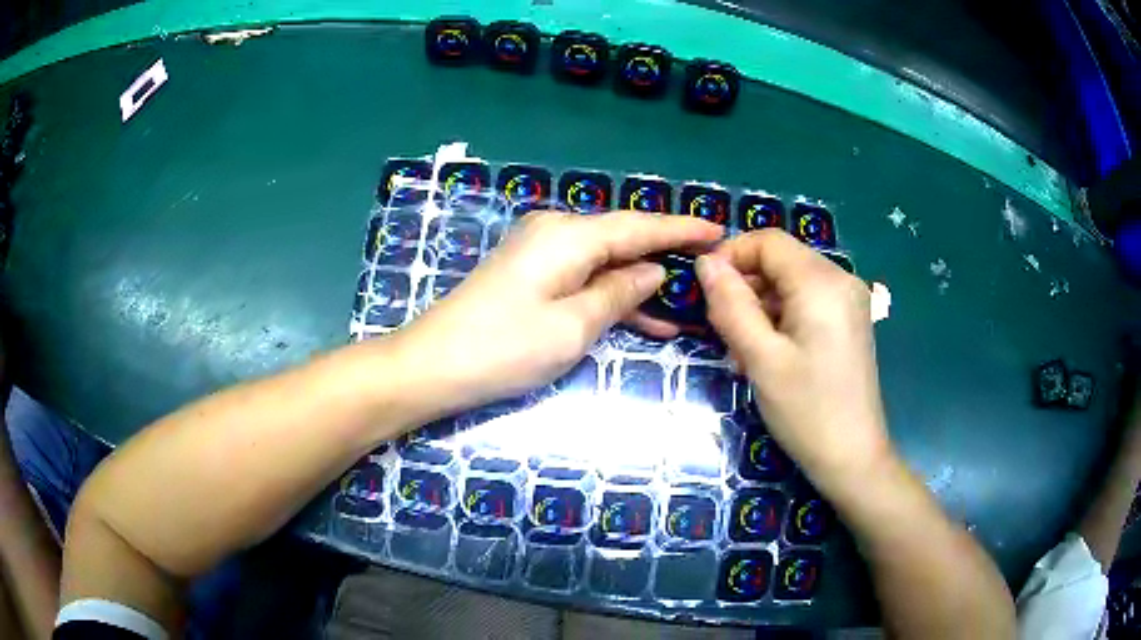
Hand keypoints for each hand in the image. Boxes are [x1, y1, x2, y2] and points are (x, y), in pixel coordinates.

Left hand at [397, 210, 722, 413]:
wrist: (433, 366)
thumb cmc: (505, 348)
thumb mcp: (573, 327)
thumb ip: (619, 293)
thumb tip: (652, 270)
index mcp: (570, 236)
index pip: (639, 226)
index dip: (681, 229)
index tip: (720, 231)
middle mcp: (556, 232)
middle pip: (623, 239)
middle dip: (666, 256)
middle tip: (711, 270)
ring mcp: (540, 253)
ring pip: (605, 262)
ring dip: (641, 284)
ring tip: (689, 304)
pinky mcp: (530, 276)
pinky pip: (583, 278)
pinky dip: (612, 296)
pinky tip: (646, 319)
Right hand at [695, 229, 892, 487]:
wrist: (853, 458)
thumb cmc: (806, 411)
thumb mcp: (761, 359)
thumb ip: (731, 305)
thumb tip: (705, 262)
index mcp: (822, 282)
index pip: (768, 241)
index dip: (731, 255)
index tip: (704, 290)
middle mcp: (841, 279)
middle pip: (781, 260)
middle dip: (746, 286)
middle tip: (722, 331)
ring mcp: (850, 300)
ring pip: (792, 282)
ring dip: (761, 306)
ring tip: (743, 351)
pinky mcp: (850, 321)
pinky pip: (807, 301)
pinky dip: (782, 317)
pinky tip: (769, 353)